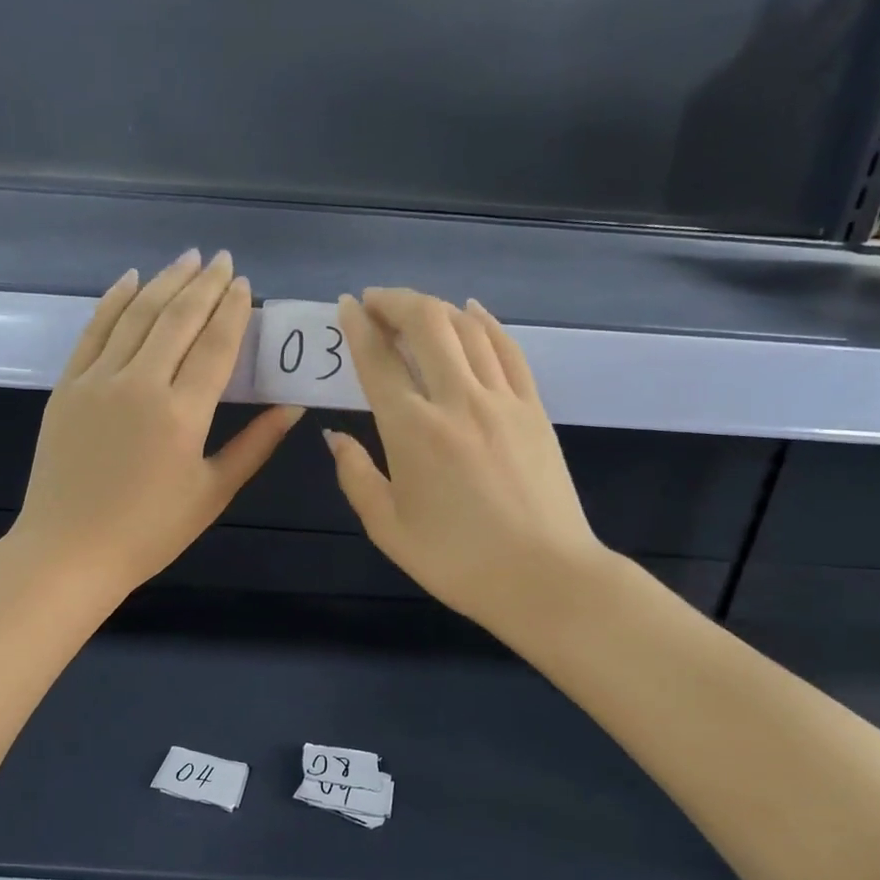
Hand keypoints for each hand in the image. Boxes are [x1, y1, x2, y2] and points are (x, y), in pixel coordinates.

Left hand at [9, 249, 301, 596]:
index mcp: (183, 413)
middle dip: (204, 284)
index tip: (244, 283)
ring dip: (164, 282)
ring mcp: (98, 380)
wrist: (69, 551)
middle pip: (178, 319)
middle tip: (221, 260)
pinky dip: (114, 301)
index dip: (233, 310)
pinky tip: (130, 279)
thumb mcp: (212, 493)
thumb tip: (293, 407)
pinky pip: (94, 330)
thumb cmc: (150, 532)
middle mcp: (141, 384)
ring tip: (187, 259)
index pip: (216, 345)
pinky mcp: (68, 386)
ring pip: (136, 315)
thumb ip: (255, 445)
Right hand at [325, 288, 609, 634]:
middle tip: (375, 302)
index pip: (379, 360)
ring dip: (435, 308)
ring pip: (467, 328)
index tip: (345, 307)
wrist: (544, 577)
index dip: (358, 327)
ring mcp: (502, 399)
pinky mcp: (533, 408)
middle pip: (426, 324)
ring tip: (414, 309)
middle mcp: (456, 400)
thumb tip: (335, 437)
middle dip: (395, 301)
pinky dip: (485, 323)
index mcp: (412, 431)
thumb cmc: (457, 561)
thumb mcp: (389, 529)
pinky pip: (508, 349)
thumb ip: (356, 477)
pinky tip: (472, 313)